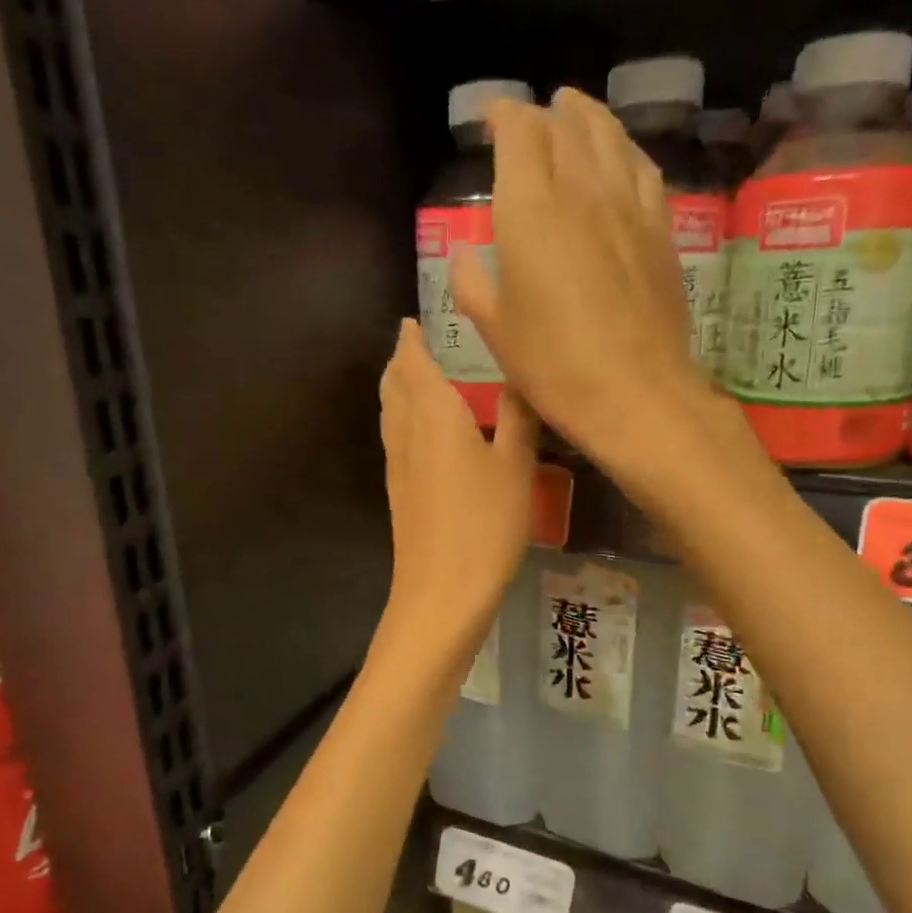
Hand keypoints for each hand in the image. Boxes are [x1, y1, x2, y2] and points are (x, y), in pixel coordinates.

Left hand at [379, 318, 536, 647]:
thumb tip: (521, 376)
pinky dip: (402, 419)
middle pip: (394, 386)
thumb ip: (517, 418)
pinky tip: (422, 433)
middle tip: (416, 343)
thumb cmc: (485, 524)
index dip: (411, 340)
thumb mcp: (516, 467)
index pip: (413, 363)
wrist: (441, 592)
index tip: (413, 321)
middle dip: (401, 360)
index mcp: (433, 415)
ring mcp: (397, 465)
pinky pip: (395, 439)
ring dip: (397, 389)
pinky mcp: (398, 493)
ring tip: (415, 378)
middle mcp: (406, 433)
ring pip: (389, 413)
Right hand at [449, 89, 718, 470]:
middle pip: (563, 125)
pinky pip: (642, 167)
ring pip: (608, 135)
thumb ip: (472, 282)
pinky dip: (624, 149)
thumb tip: (466, 255)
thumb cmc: (553, 365)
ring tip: (573, 112)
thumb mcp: (495, 329)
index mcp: (530, 208)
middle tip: (527, 123)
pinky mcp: (661, 226)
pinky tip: (619, 155)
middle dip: (540, 115)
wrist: (636, 391)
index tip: (489, 118)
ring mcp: (628, 203)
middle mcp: (581, 187)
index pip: (519, 130)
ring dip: (586, 117)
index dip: (502, 114)